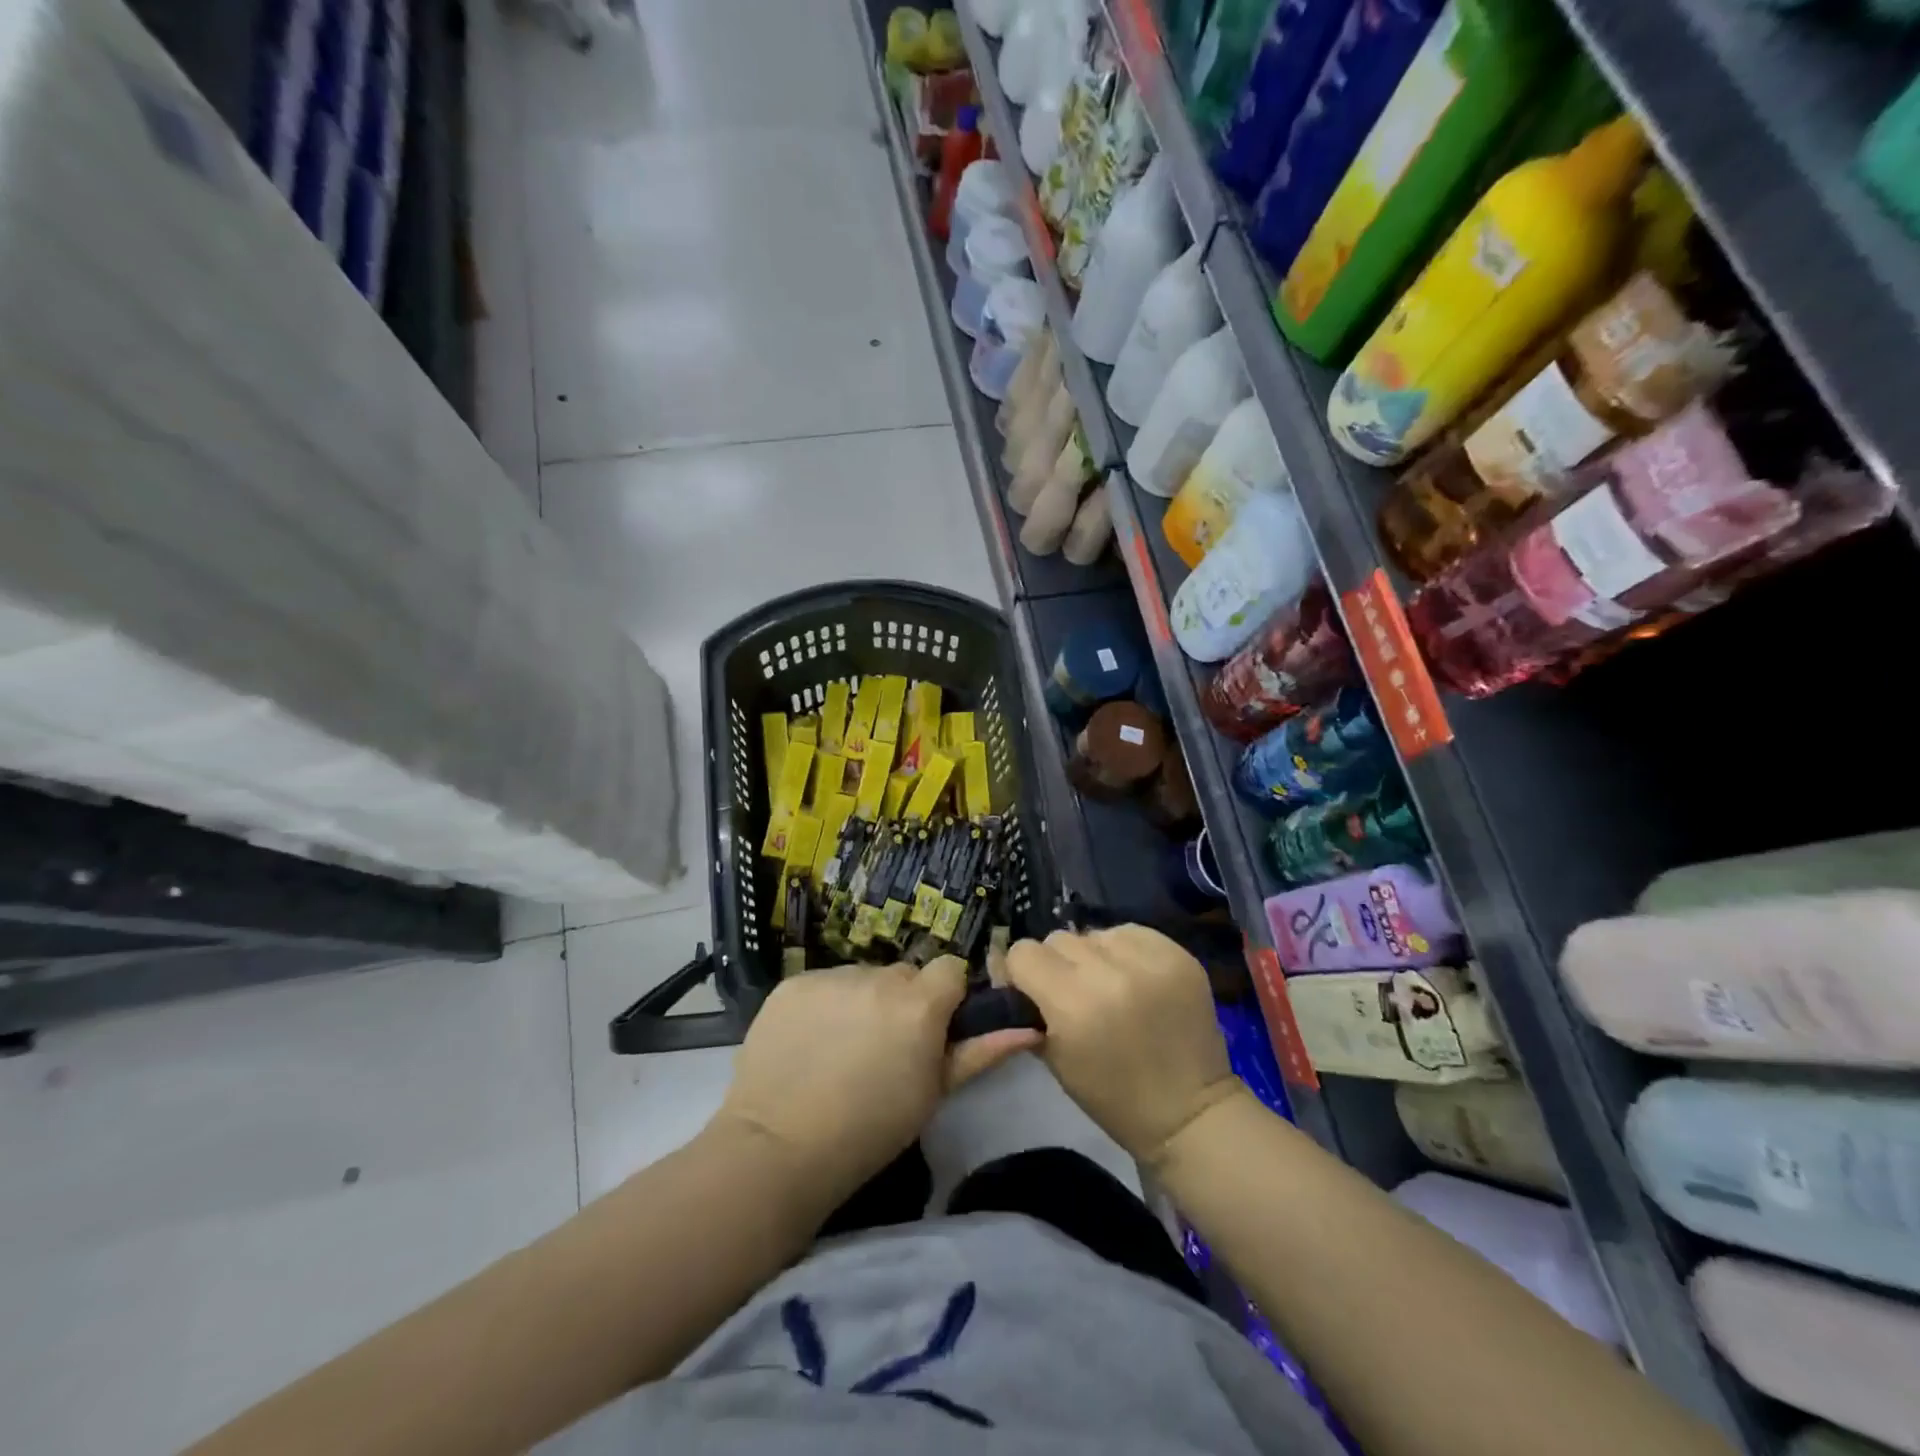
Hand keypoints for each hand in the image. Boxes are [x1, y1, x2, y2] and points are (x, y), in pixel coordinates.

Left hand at [714, 957, 1037, 1202]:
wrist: (778, 1148)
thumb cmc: (870, 1131)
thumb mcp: (933, 1094)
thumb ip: (981, 1053)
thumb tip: (1028, 1028)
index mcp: (920, 1003)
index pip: (950, 969)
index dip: (947, 997)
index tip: (934, 1029)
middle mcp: (878, 977)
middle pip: (904, 974)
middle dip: (904, 1001)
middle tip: (886, 1047)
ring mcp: (831, 976)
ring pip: (862, 978)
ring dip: (862, 1002)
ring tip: (842, 1049)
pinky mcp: (793, 983)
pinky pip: (823, 984)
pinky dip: (824, 1005)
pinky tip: (810, 1044)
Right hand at [1006, 927, 1242, 1169]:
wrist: (1190, 1113)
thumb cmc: (1112, 1097)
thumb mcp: (1053, 1059)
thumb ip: (1026, 1009)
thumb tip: (1007, 972)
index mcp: (1072, 1004)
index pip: (1024, 952)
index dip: (1022, 972)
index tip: (1032, 990)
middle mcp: (1109, 972)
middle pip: (1058, 939)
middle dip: (1058, 964)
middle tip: (1073, 992)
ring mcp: (1148, 959)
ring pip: (1094, 932)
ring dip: (1093, 955)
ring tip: (1109, 985)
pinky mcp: (1177, 954)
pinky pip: (1130, 932)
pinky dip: (1125, 950)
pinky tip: (1134, 977)